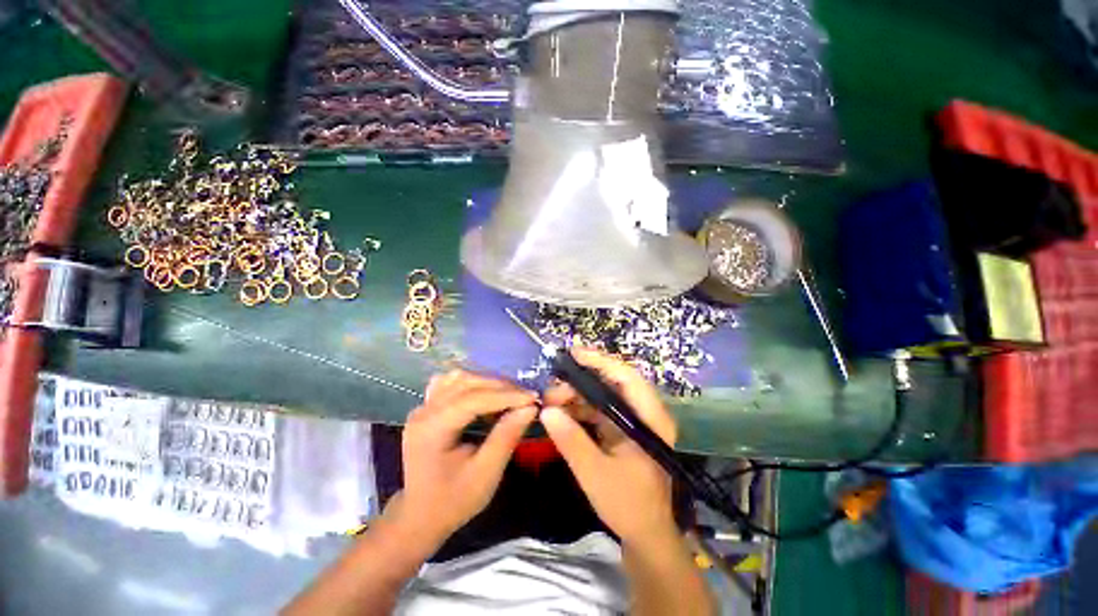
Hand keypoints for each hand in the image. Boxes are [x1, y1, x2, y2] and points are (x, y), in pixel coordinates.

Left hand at [388, 371, 537, 544]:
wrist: (420, 516)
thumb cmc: (453, 501)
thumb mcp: (485, 474)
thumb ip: (506, 437)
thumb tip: (530, 408)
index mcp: (432, 429)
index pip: (473, 399)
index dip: (506, 395)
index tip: (533, 398)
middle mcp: (423, 411)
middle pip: (467, 383)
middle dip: (500, 387)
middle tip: (526, 398)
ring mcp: (422, 407)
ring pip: (459, 378)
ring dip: (488, 383)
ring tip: (510, 395)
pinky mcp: (427, 408)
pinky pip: (450, 383)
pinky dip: (472, 384)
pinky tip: (485, 394)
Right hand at [540, 348, 677, 543]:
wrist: (646, 535)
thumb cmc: (628, 506)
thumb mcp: (596, 474)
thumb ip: (571, 441)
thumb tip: (546, 411)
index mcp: (650, 419)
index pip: (627, 378)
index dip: (601, 362)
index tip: (573, 354)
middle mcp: (644, 413)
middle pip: (613, 383)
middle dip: (581, 382)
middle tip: (552, 390)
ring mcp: (633, 421)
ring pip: (603, 396)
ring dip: (577, 396)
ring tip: (550, 402)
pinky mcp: (622, 430)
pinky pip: (599, 410)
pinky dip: (579, 409)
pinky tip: (561, 413)